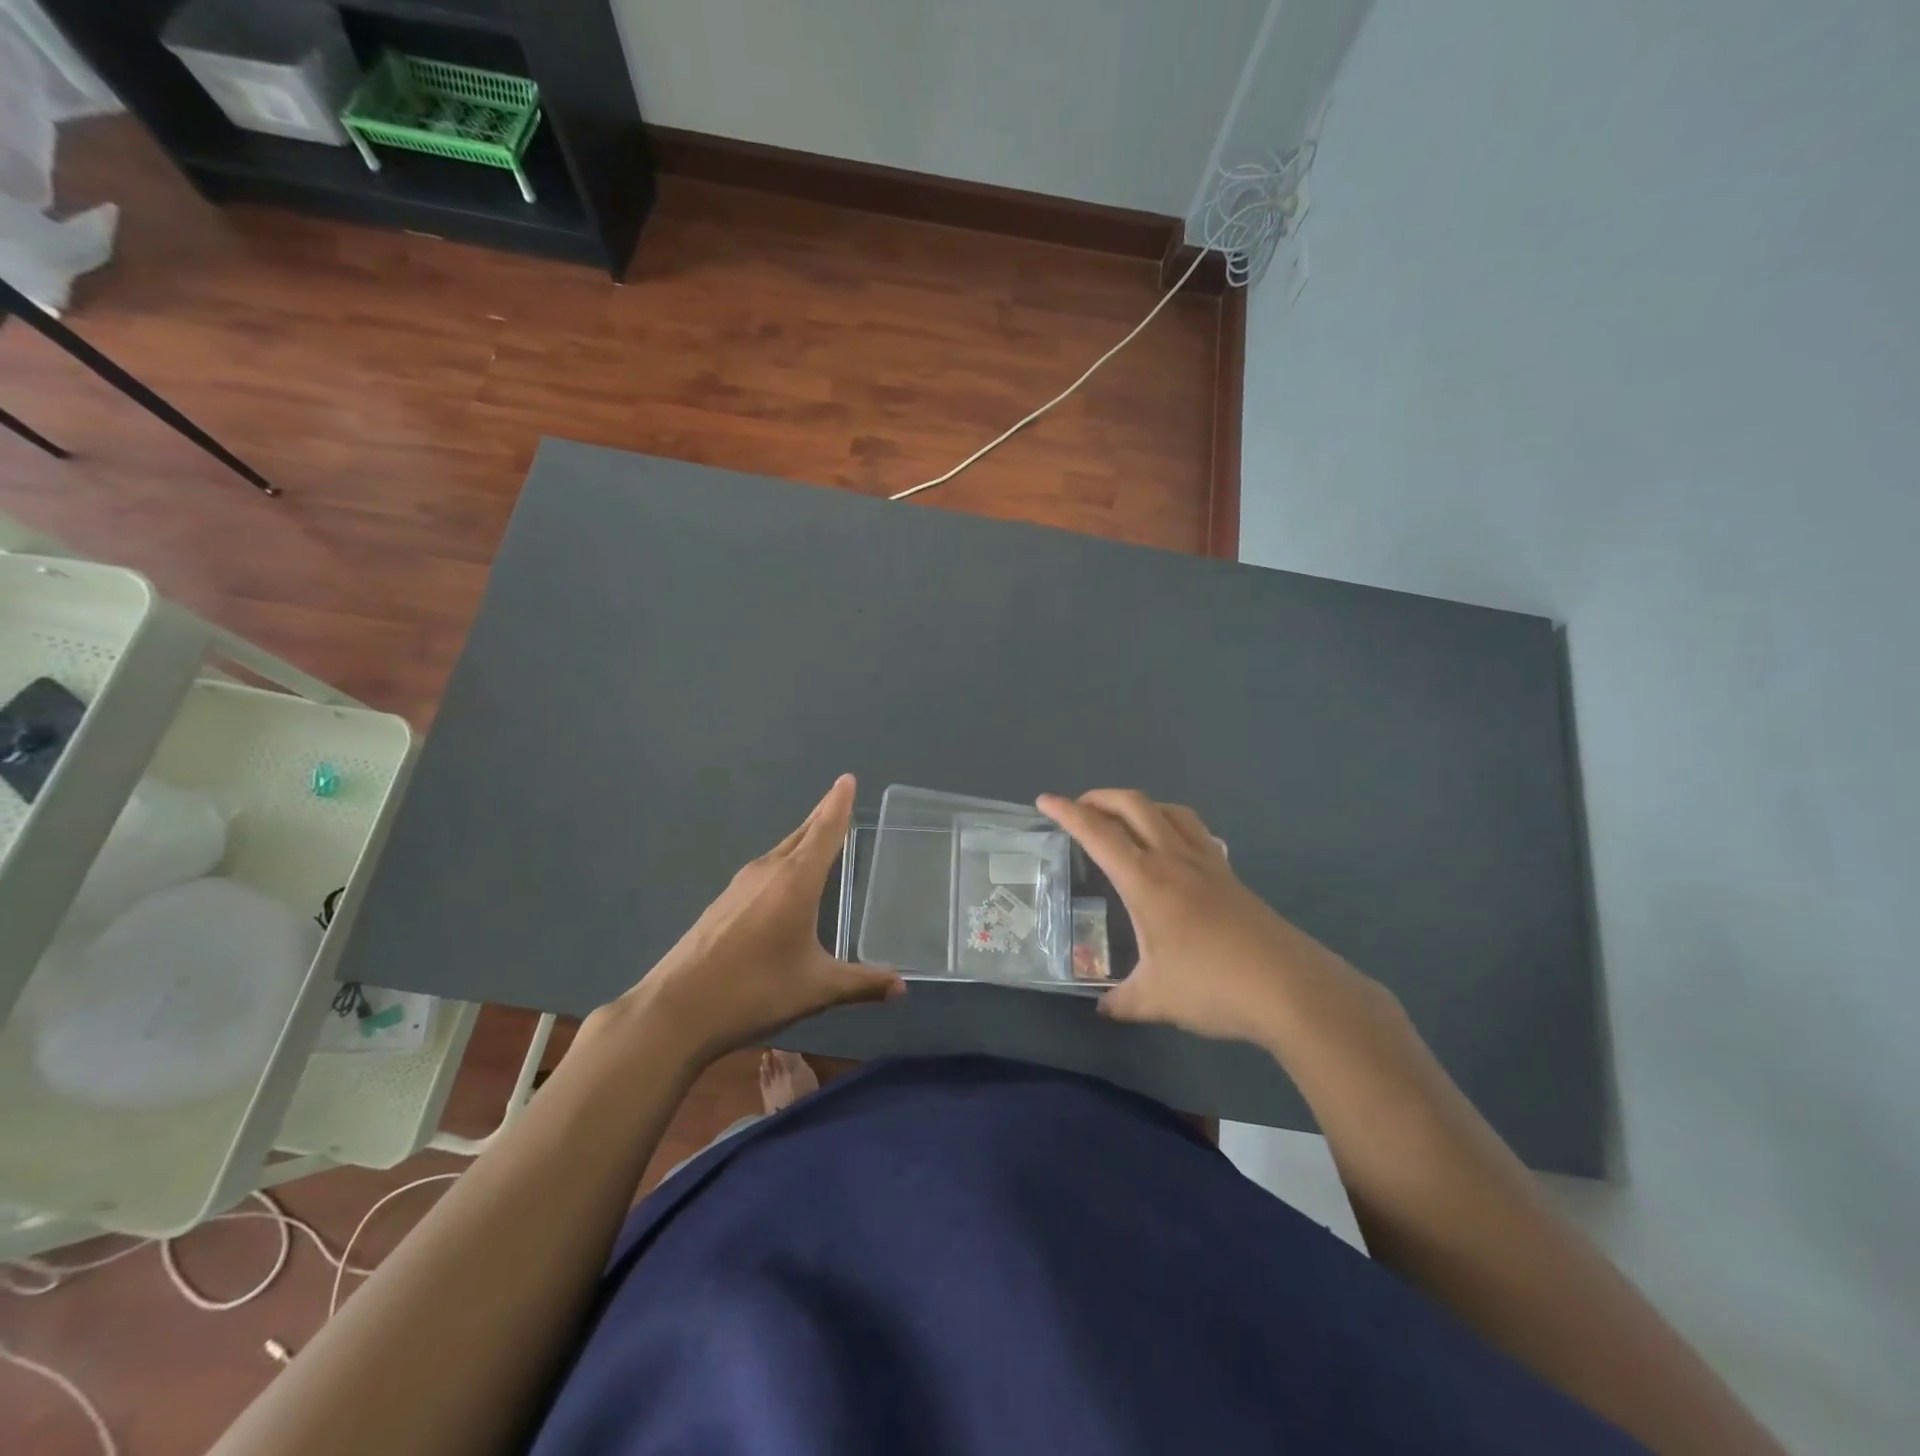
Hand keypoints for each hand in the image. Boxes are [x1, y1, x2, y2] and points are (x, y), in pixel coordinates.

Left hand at [611, 776, 903, 1059]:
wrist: (675, 1010)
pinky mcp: (722, 903)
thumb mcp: (817, 989)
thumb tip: (902, 987)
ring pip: (780, 853)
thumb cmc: (755, 991)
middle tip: (840, 801)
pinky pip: (763, 872)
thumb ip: (862, 983)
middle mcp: (768, 872)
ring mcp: (740, 886)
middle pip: (801, 835)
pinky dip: (783, 865)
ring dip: (801, 842)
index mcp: (795, 881)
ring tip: (819, 840)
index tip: (847, 779)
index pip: (824, 831)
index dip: (838, 805)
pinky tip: (784, 886)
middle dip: (822, 817)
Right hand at [1037, 789, 1358, 1046]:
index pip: (1098, 834)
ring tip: (1123, 821)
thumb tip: (1104, 1008)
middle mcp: (1175, 859)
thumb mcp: (1156, 999)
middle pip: (1134, 805)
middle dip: (1100, 797)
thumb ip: (1122, 1001)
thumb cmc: (1214, 987)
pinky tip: (1173, 850)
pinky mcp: (1232, 874)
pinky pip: (1196, 831)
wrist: (1291, 989)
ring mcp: (1208, 862)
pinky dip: (1173, 824)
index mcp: (1147, 881)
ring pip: (1170, 810)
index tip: (1045, 801)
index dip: (1068, 813)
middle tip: (1079, 809)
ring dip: (1139, 805)